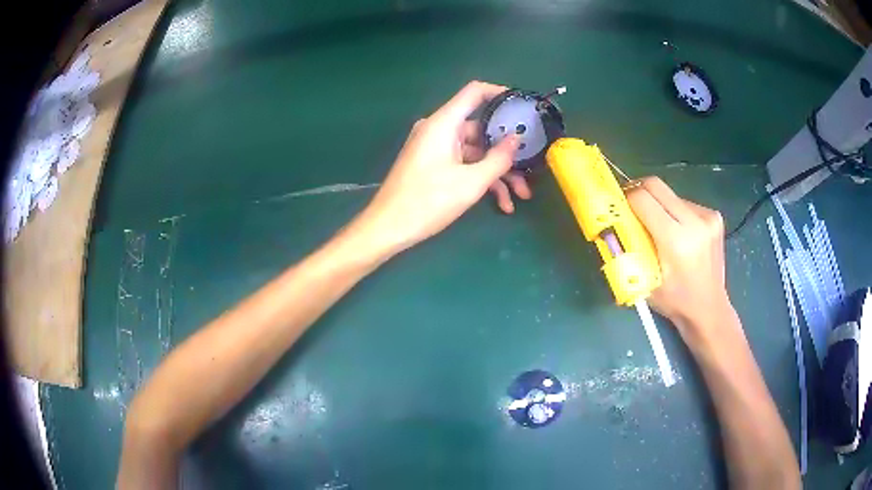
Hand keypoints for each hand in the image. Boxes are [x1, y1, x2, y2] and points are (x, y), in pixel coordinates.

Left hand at [356, 81, 520, 253]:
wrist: (387, 228)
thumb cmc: (428, 202)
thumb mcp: (471, 182)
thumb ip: (499, 158)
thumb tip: (517, 139)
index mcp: (444, 123)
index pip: (474, 92)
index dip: (500, 94)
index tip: (523, 107)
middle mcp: (439, 130)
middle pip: (481, 129)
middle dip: (508, 152)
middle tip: (530, 168)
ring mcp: (435, 148)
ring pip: (475, 152)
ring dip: (498, 173)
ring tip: (520, 196)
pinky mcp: (433, 165)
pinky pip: (463, 164)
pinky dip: (481, 179)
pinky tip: (501, 204)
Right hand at [625, 177, 732, 338]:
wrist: (709, 309)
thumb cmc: (675, 302)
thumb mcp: (644, 281)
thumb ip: (630, 249)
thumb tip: (615, 222)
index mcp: (676, 241)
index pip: (643, 199)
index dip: (626, 198)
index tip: (618, 206)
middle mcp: (695, 222)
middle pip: (656, 186)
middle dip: (638, 191)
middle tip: (630, 207)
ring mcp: (707, 217)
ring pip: (670, 194)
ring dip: (658, 204)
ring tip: (657, 227)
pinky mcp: (714, 216)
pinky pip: (684, 202)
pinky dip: (674, 211)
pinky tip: (677, 231)